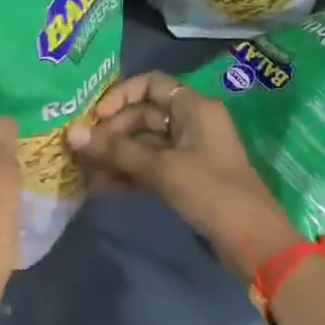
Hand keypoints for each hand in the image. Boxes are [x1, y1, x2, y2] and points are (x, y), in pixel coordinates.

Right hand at [66, 70, 297, 278]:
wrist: (253, 241)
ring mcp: (187, 150)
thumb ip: (116, 150)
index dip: (120, 95)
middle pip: (142, 114)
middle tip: (84, 149)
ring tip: (84, 170)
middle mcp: (190, 122)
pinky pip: (149, 165)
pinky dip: (128, 172)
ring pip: (143, 142)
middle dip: (111, 130)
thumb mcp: (161, 168)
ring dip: (115, 154)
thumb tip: (71, 133)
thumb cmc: (211, 192)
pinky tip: (100, 186)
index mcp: (193, 107)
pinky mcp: (184, 176)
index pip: (150, 83)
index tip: (96, 117)